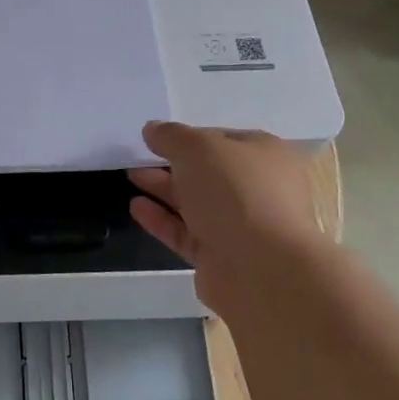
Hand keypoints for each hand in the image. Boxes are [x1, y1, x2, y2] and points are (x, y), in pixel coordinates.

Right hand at [127, 120, 333, 316]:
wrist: (262, 270)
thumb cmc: (235, 193)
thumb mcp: (198, 148)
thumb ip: (171, 136)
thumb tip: (153, 130)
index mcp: (267, 156)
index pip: (224, 139)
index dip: (190, 136)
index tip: (158, 137)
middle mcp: (259, 190)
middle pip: (209, 172)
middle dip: (173, 164)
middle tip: (139, 157)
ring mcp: (242, 226)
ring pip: (197, 203)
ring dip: (164, 189)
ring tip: (131, 177)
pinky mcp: (222, 257)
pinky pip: (187, 232)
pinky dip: (163, 219)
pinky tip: (136, 207)